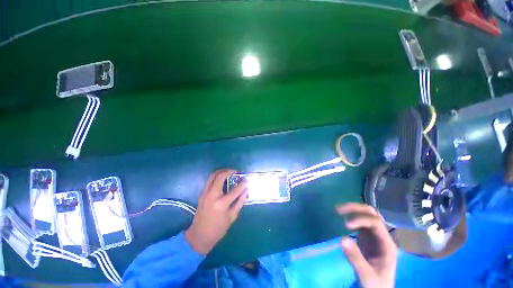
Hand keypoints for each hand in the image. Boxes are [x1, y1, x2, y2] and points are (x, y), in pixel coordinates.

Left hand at [185, 170, 247, 254]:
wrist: (199, 236)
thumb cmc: (218, 229)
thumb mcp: (232, 217)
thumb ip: (240, 202)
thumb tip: (246, 190)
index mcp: (221, 204)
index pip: (235, 190)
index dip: (242, 184)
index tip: (246, 179)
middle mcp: (212, 196)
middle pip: (220, 177)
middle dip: (229, 171)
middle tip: (235, 171)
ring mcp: (205, 194)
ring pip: (212, 176)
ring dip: (221, 172)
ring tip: (229, 172)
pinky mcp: (202, 194)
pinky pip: (209, 181)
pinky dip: (216, 177)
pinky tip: (222, 179)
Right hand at [336, 203, 397, 287]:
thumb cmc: (376, 284)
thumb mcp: (367, 275)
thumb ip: (356, 259)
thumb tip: (342, 238)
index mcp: (387, 244)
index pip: (376, 223)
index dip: (361, 220)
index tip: (345, 225)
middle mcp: (382, 236)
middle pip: (372, 214)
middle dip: (356, 208)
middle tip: (339, 209)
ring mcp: (374, 236)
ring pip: (366, 215)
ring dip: (352, 210)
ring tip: (337, 210)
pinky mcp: (367, 237)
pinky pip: (360, 221)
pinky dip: (350, 216)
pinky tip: (342, 217)